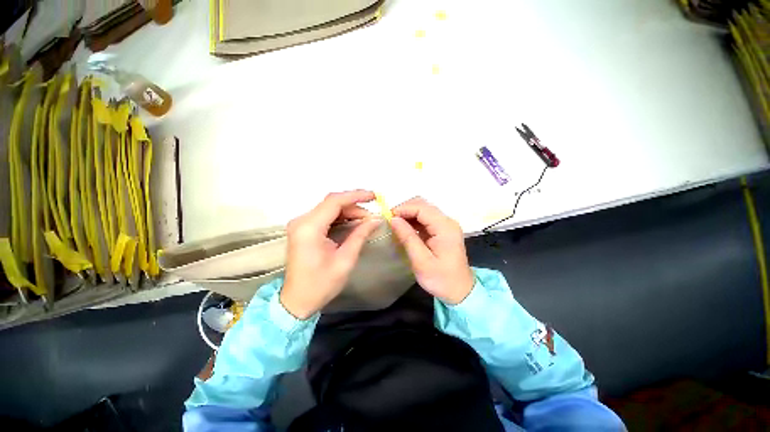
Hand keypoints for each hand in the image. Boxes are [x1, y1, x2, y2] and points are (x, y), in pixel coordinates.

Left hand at [280, 190, 380, 318]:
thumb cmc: (321, 284)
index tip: (374, 196)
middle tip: (372, 216)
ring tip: (366, 219)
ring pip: (329, 208)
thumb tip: (376, 220)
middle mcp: (302, 221)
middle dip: (354, 206)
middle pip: (332, 203)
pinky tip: (353, 222)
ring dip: (348, 211)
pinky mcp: (303, 229)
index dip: (356, 196)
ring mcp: (301, 224)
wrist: (297, 301)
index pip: (334, 201)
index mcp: (309, 228)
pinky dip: (340, 216)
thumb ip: (360, 235)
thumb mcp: (345, 260)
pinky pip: (325, 216)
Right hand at [390, 197, 474, 304]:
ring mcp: (446, 225)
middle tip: (390, 221)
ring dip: (408, 214)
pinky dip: (413, 221)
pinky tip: (404, 229)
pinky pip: (425, 219)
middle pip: (423, 205)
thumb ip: (407, 237)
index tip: (387, 217)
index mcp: (445, 227)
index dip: (403, 209)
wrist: (460, 291)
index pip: (421, 208)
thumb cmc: (441, 279)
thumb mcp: (421, 261)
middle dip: (405, 209)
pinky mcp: (442, 230)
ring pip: (423, 210)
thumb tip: (393, 219)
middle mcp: (447, 221)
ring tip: (394, 225)